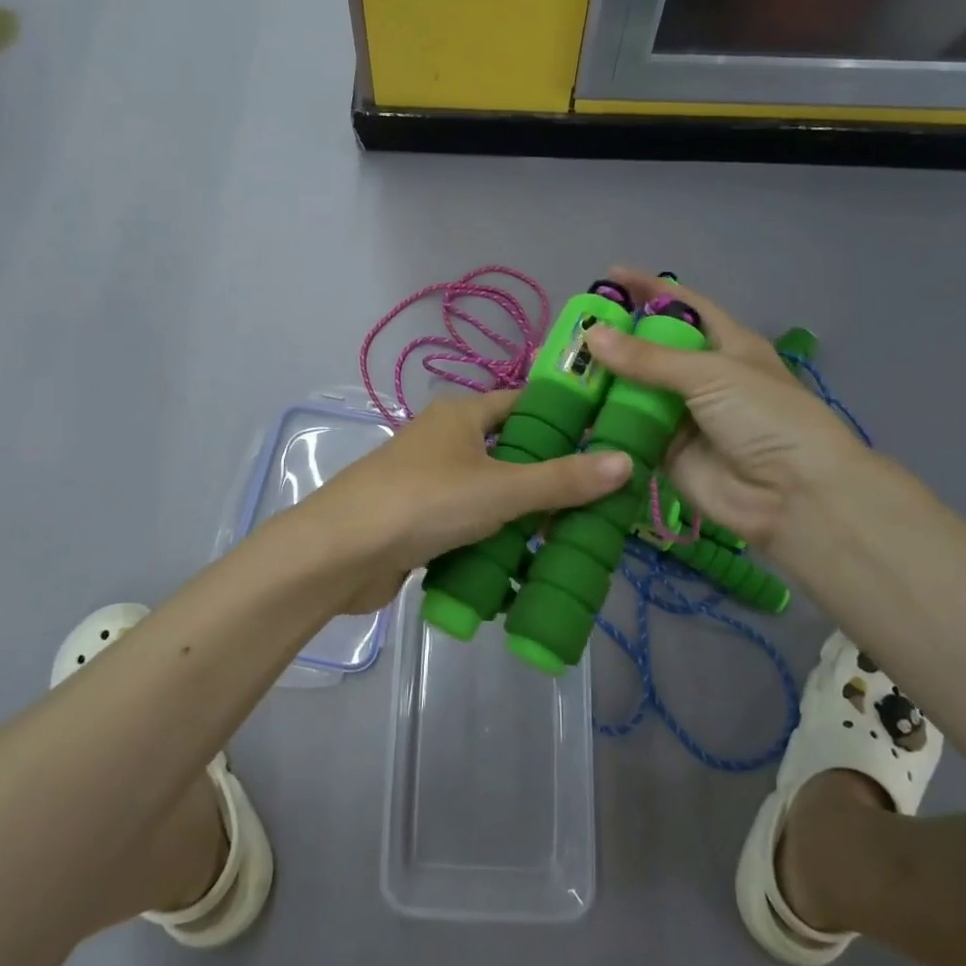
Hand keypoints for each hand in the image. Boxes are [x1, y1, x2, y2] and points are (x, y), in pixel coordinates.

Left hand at [300, 389, 633, 614]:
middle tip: (599, 498)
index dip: (564, 416)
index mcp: (462, 414)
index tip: (606, 437)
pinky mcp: (420, 521)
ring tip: (573, 535)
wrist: (339, 554)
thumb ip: (561, 480)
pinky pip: (470, 524)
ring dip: (523, 514)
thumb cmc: (423, 502)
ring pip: (491, 492)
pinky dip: (495, 540)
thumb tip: (625, 461)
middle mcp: (445, 440)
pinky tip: (525, 563)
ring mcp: (430, 482)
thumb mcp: (501, 489)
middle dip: (549, 475)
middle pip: (510, 451)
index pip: (524, 402)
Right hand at [580, 268, 867, 557]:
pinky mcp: (668, 453)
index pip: (684, 305)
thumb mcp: (710, 374)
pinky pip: (631, 431)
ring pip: (637, 391)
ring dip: (605, 382)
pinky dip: (606, 423)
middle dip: (617, 339)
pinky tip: (572, 412)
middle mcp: (704, 376)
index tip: (611, 275)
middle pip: (653, 349)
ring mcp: (684, 416)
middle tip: (573, 330)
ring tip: (562, 369)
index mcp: (727, 344)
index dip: (650, 288)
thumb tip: (591, 335)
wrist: (794, 496)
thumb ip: (648, 358)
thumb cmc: (764, 417)